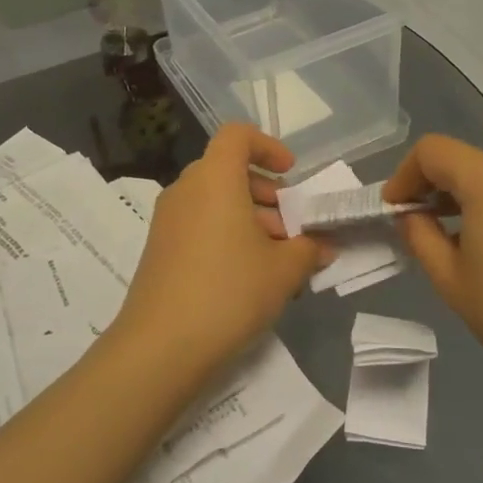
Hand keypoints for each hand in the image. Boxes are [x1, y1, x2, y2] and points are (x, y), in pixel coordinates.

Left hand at [113, 125, 327, 373]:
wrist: (162, 346)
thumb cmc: (230, 292)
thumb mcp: (284, 270)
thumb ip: (309, 249)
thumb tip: (322, 246)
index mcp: (215, 179)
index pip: (237, 136)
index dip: (267, 146)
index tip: (290, 174)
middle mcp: (186, 190)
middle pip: (228, 170)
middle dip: (266, 193)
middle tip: (292, 227)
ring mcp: (167, 220)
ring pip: (214, 201)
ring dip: (249, 218)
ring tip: (278, 259)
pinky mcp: (159, 249)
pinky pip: (199, 224)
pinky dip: (226, 235)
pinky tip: (249, 276)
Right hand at [384, 135, 482, 397]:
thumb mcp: (452, 280)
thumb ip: (421, 237)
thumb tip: (412, 216)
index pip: (432, 151)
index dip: (404, 176)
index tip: (394, 211)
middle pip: (466, 163)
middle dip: (436, 190)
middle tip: (421, 231)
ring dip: (469, 201)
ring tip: (462, 247)